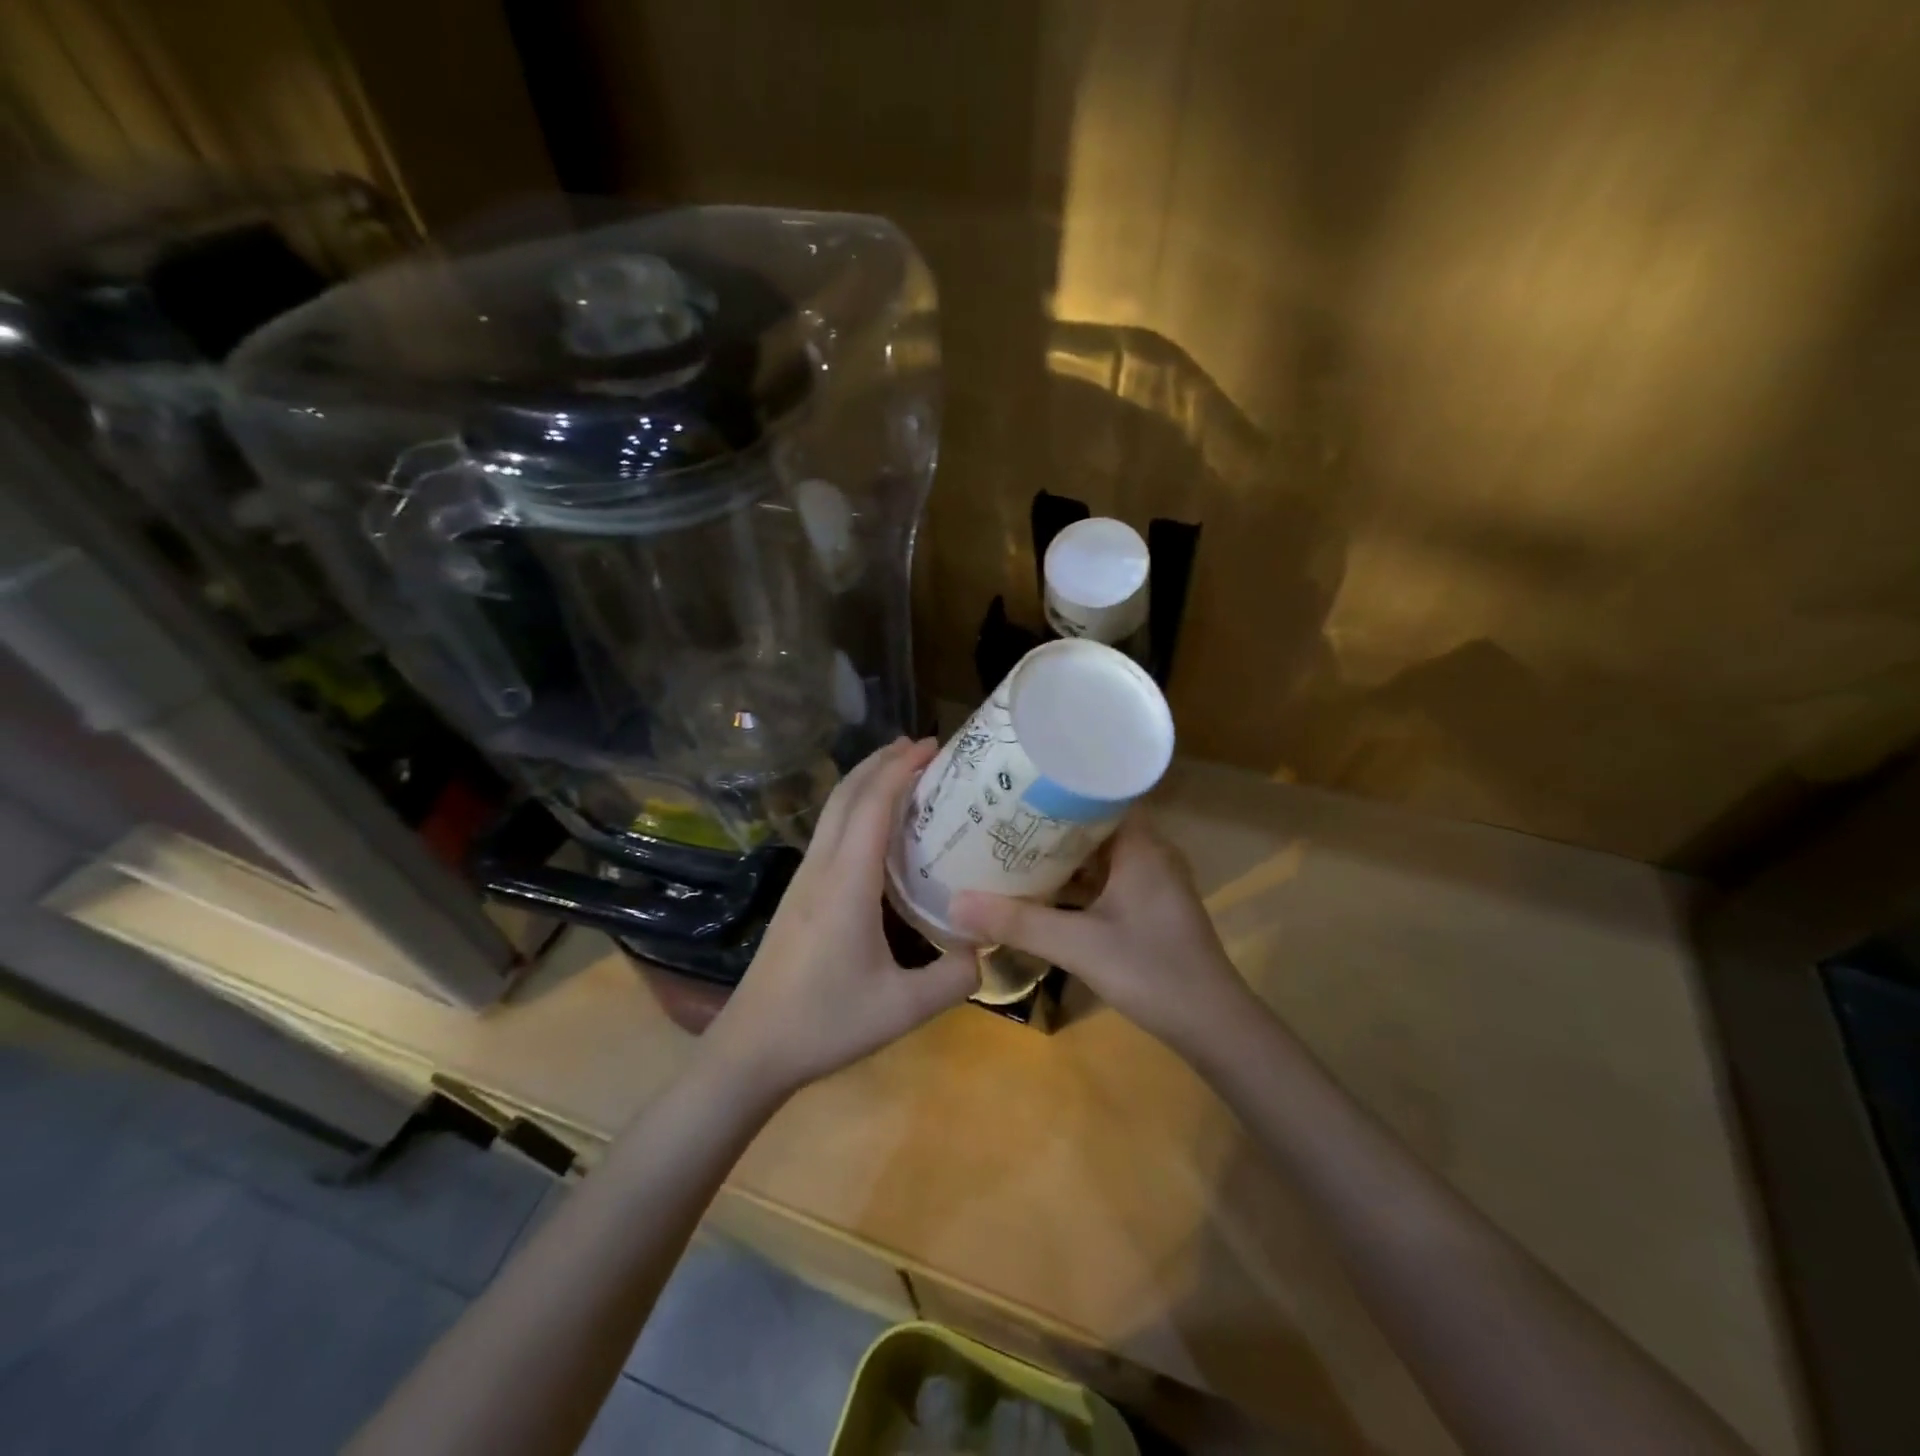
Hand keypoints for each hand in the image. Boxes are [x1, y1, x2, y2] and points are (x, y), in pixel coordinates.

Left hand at [705, 738, 977, 1098]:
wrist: (751, 1048)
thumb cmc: (824, 1023)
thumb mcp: (903, 1008)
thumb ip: (954, 977)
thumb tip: (985, 949)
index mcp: (847, 882)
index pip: (875, 805)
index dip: (902, 768)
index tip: (933, 745)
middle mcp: (822, 868)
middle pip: (847, 795)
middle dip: (882, 761)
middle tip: (921, 746)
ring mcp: (803, 880)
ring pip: (833, 811)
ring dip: (865, 782)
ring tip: (900, 773)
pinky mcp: (797, 895)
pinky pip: (828, 832)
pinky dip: (855, 809)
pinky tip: (874, 829)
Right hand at [949, 815, 1255, 1058]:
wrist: (1213, 1026)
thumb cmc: (1152, 971)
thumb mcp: (1079, 946)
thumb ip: (1018, 923)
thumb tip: (954, 903)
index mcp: (1141, 844)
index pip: (1097, 793)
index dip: (1055, 785)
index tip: (1012, 782)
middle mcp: (1149, 852)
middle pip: (1092, 822)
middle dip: (1047, 820)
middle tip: (997, 813)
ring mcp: (1151, 880)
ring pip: (1097, 853)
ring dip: (1058, 853)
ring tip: (1007, 844)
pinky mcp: (1148, 906)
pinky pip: (1104, 879)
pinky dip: (1074, 880)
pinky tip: (1038, 888)